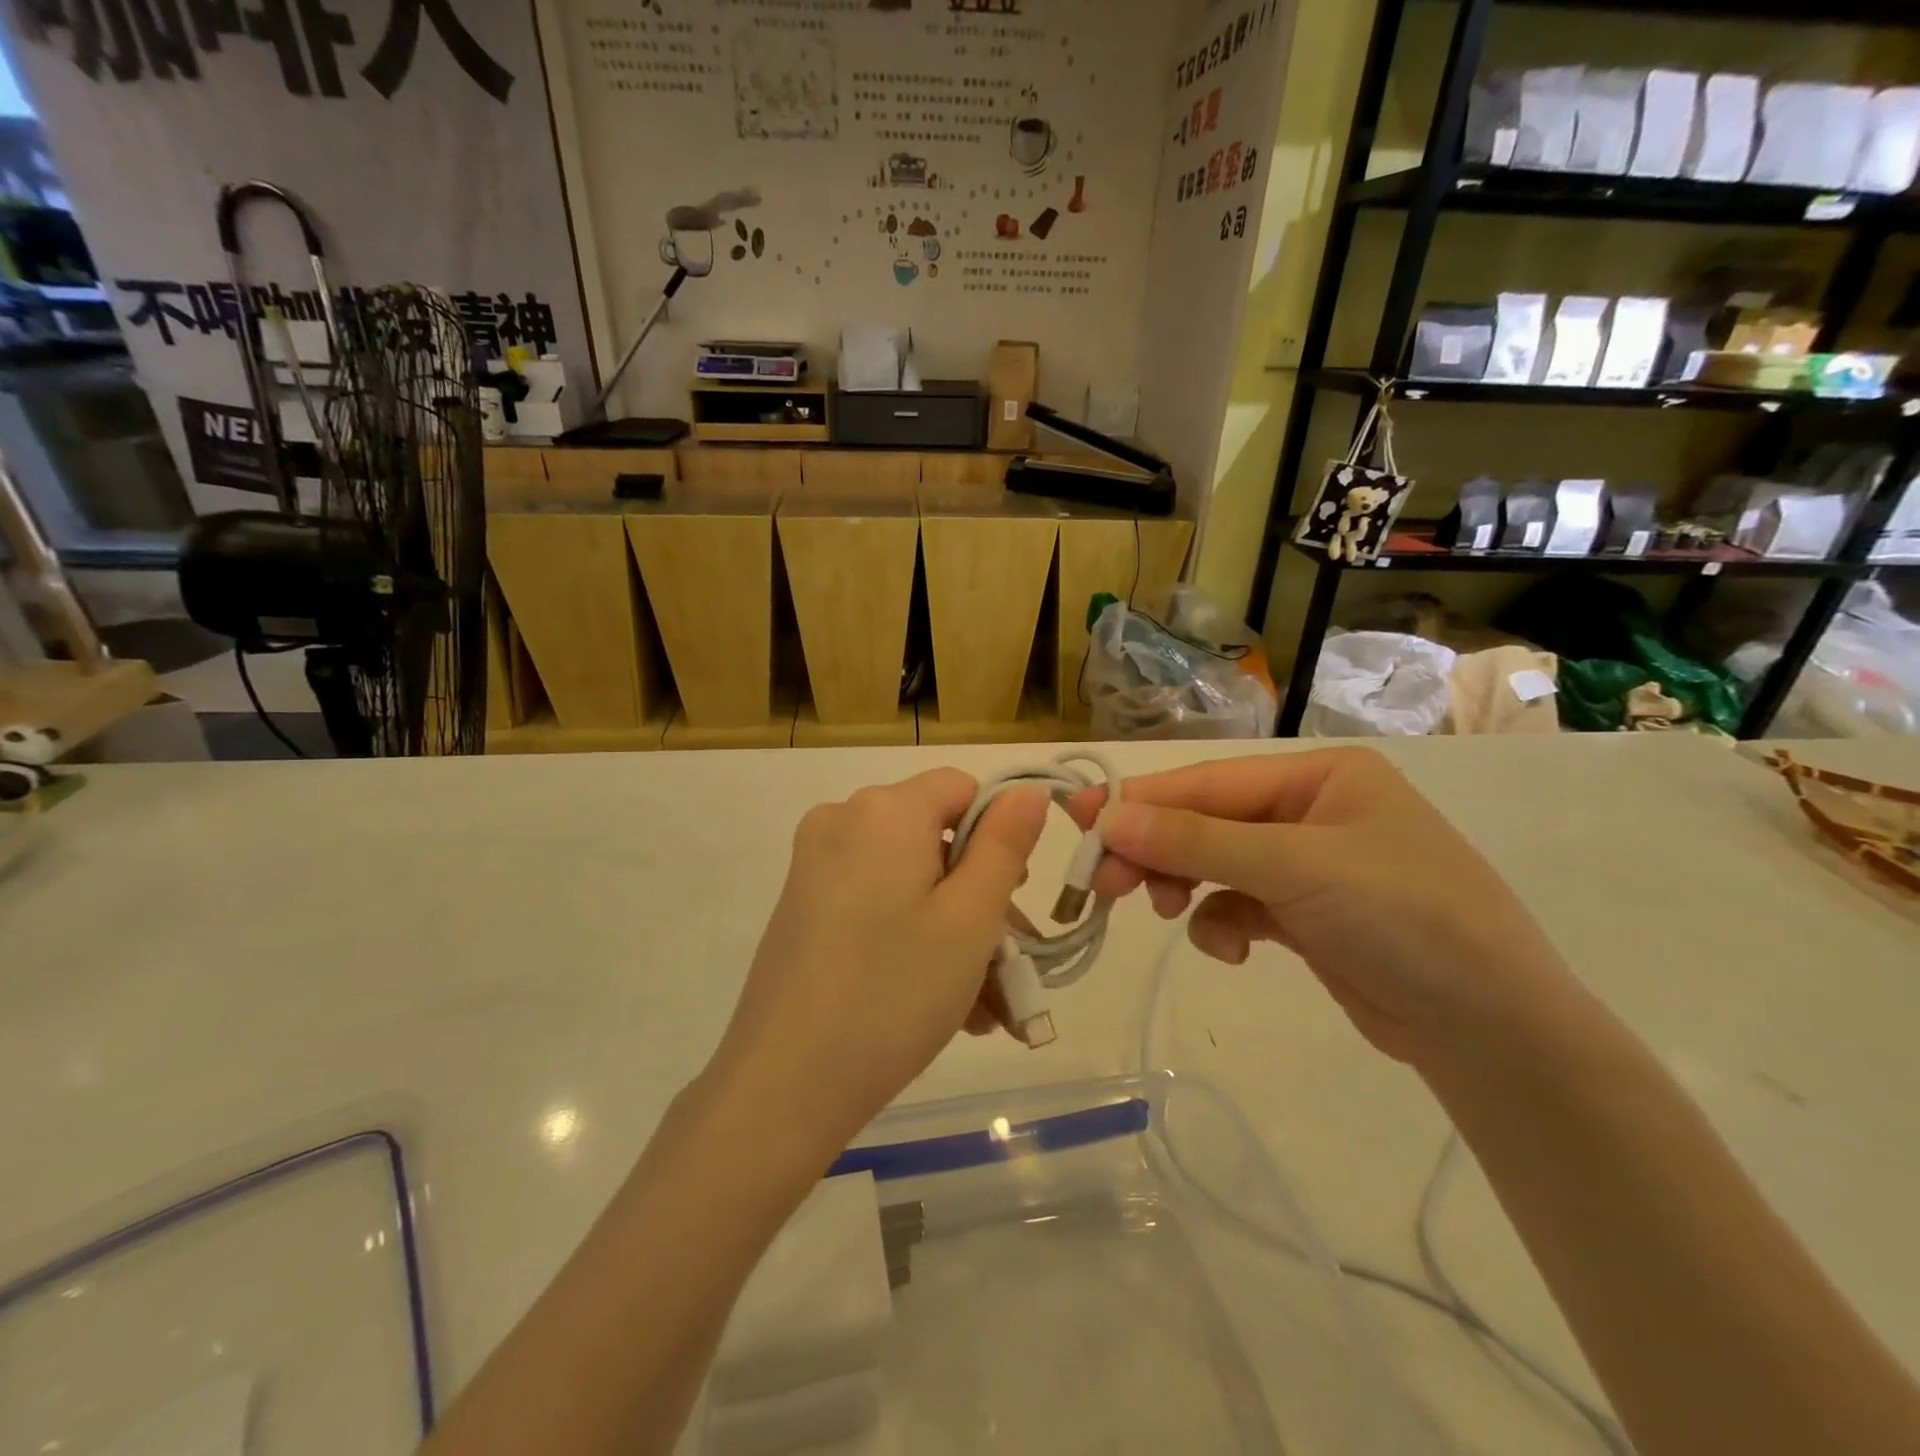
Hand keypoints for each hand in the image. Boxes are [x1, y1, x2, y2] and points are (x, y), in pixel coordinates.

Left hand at [708, 769, 1047, 1155]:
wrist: (783, 1086)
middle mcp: (842, 821)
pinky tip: (940, 1006)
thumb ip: (1005, 844)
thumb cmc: (893, 992)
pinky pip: (876, 906)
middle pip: (935, 840)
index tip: (1011, 901)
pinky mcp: (802, 907)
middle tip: (1008, 967)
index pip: (961, 789)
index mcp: (884, 810)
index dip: (998, 836)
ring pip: (909, 882)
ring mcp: (815, 866)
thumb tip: (1026, 791)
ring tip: (984, 1009)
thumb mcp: (970, 918)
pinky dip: (911, 939)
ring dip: (953, 933)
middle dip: (980, 899)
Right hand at [1069, 748, 1572, 1065]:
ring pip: (1214, 864)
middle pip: (1205, 822)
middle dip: (1155, 849)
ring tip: (1164, 911)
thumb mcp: (1294, 867)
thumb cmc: (1402, 918)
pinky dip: (1222, 924)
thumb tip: (1110, 816)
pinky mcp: (1304, 916)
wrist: (1492, 1032)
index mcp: (1318, 776)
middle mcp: (1310, 811)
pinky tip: (1232, 950)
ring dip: (1184, 886)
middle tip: (1101, 882)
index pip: (1208, 783)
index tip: (1079, 818)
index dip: (1141, 801)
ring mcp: (1308, 865)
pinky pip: (1237, 905)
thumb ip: (1196, 841)